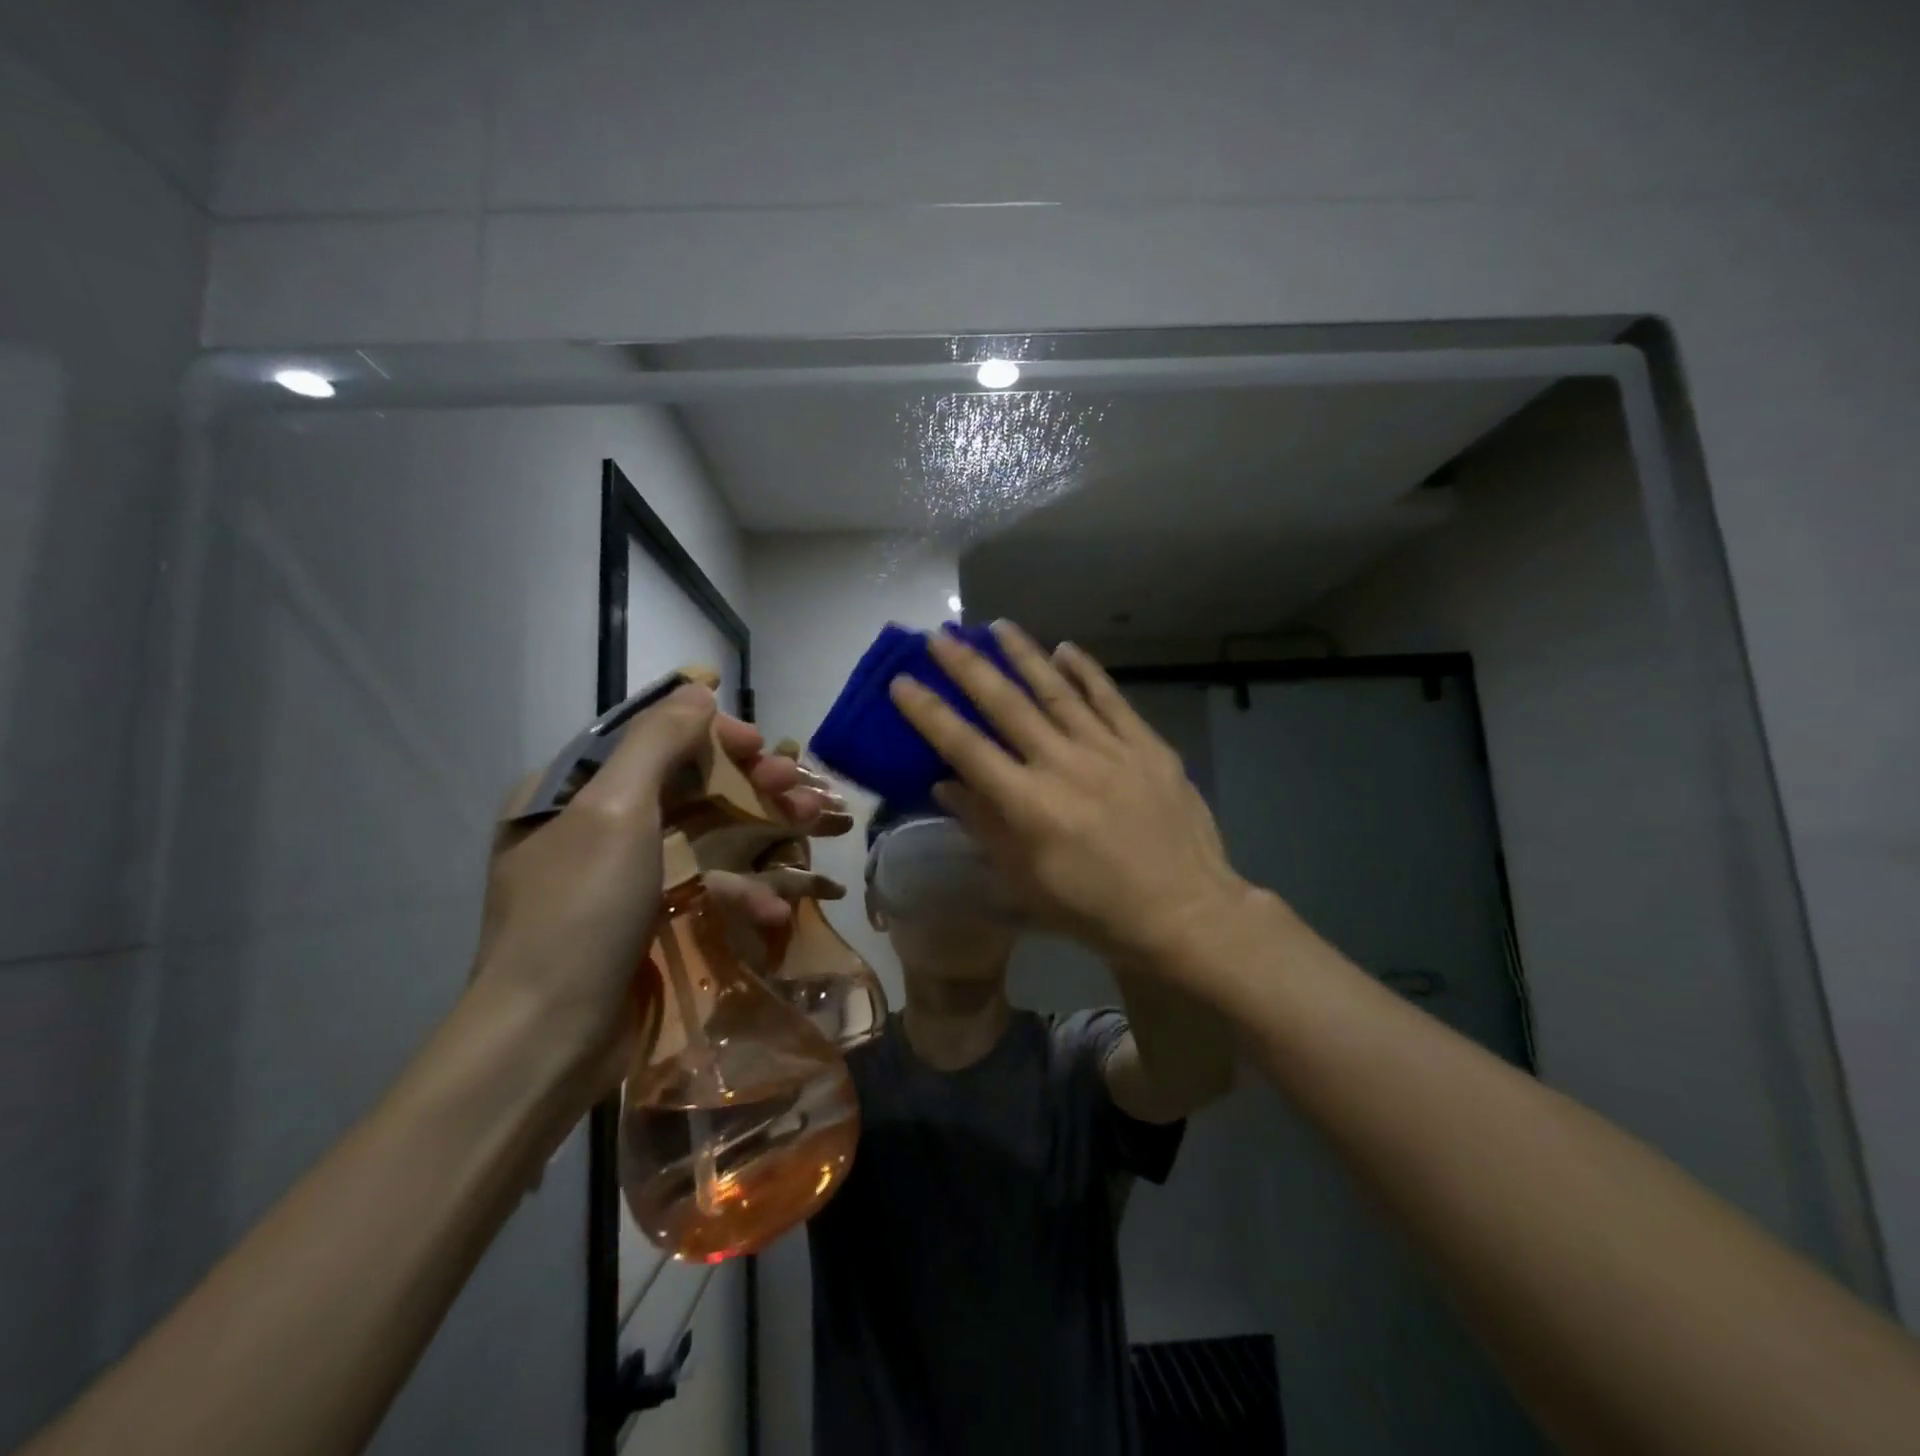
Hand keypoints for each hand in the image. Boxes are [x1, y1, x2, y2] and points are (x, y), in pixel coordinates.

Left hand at [470, 683, 845, 1102]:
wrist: (549, 1040)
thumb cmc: (579, 913)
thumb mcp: (615, 811)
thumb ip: (658, 741)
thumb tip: (697, 687)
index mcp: (570, 791)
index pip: (648, 738)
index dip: (709, 733)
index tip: (757, 744)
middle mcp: (594, 827)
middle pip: (687, 786)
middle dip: (748, 783)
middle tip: (795, 786)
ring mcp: (625, 878)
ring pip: (706, 836)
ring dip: (760, 833)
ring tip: (811, 829)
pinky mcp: (651, 921)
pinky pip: (704, 888)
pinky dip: (740, 893)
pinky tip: (776, 909)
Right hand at [889, 622, 1254, 965]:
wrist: (1184, 910)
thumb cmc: (1095, 908)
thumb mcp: (1027, 882)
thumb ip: (985, 826)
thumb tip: (945, 783)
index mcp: (1029, 804)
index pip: (966, 747)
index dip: (929, 713)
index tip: (902, 682)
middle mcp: (1064, 765)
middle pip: (1007, 705)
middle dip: (967, 667)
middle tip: (939, 636)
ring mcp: (1110, 749)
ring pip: (1058, 690)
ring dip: (1024, 655)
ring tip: (998, 626)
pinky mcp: (1147, 746)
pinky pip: (1111, 699)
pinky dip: (1087, 672)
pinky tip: (1066, 650)